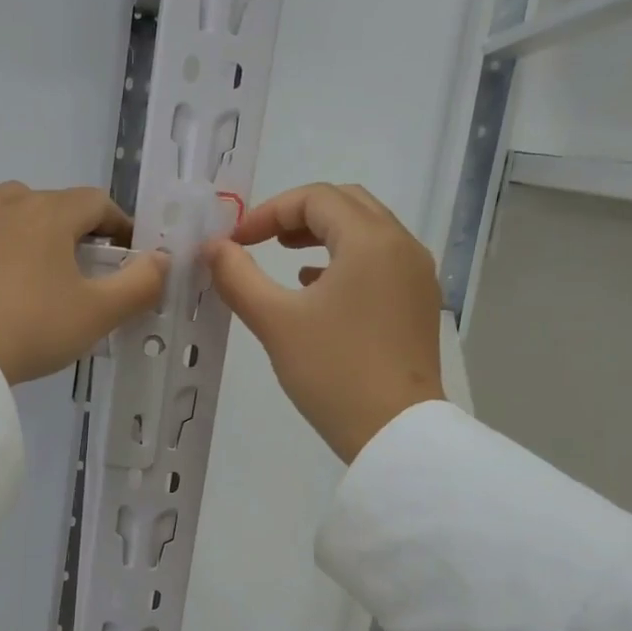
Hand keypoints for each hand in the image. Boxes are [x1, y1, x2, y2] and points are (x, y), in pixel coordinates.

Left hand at [0, 182, 169, 384]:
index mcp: (52, 214)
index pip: (96, 204)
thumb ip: (140, 284)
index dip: (116, 225)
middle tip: (72, 272)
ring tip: (22, 263)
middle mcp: (8, 199)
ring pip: (4, 203)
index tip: (123, 252)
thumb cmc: (31, 332)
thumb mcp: (97, 315)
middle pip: (51, 204)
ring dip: (22, 223)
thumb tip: (164, 259)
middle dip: (69, 230)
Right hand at [203, 183, 443, 461]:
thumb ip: (237, 277)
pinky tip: (316, 289)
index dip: (268, 212)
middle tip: (261, 240)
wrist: (394, 432)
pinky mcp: (418, 304)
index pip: (316, 198)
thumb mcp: (275, 322)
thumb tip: (213, 249)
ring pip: (367, 232)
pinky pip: (380, 261)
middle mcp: (402, 246)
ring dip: (323, 235)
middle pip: (347, 204)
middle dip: (298, 215)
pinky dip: (345, 260)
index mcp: (371, 241)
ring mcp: (416, 276)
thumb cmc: (333, 372)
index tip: (236, 243)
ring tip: (285, 258)